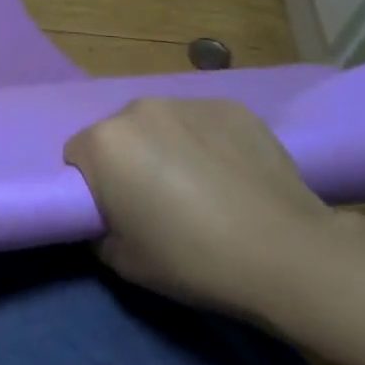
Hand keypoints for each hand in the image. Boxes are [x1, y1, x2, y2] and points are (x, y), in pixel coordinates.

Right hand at [64, 99, 345, 319]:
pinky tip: (232, 176)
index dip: (93, 185)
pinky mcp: (231, 107)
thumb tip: (107, 218)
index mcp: (104, 142)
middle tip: (159, 200)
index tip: (117, 211)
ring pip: (161, 125)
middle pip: (119, 133)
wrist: (287, 254)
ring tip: (202, 187)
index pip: (77, 155)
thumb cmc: (193, 260)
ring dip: (168, 147)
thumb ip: (99, 231)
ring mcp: (187, 103)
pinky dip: (208, 142)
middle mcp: (138, 109)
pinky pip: (203, 123)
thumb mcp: (124, 262)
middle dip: (130, 160)